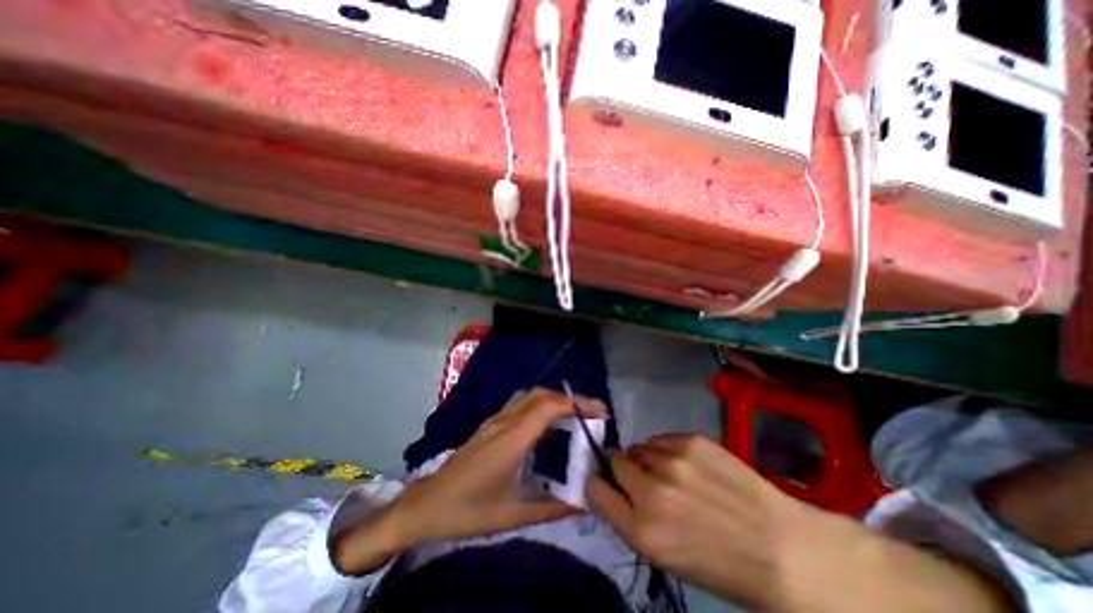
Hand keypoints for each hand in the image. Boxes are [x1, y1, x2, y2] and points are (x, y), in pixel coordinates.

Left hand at [391, 388, 605, 540]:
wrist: (426, 504)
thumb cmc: (469, 510)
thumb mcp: (513, 515)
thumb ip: (551, 507)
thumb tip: (583, 501)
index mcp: (512, 438)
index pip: (549, 406)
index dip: (577, 404)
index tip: (600, 412)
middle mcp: (505, 421)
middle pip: (541, 395)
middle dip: (570, 399)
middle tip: (592, 414)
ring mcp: (495, 420)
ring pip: (530, 396)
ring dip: (555, 400)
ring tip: (574, 417)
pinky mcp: (490, 424)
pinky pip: (521, 404)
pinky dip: (541, 405)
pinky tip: (548, 424)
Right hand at [589, 436, 1015, 612]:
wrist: (782, 549)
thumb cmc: (721, 564)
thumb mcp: (665, 556)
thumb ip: (628, 518)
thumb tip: (608, 485)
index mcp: (642, 530)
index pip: (595, 489)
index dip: (600, 485)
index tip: (607, 486)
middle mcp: (650, 491)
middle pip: (615, 461)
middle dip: (623, 471)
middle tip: (645, 482)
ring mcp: (672, 461)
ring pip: (637, 447)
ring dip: (645, 460)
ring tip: (670, 475)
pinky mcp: (691, 441)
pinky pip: (659, 439)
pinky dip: (663, 450)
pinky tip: (686, 465)